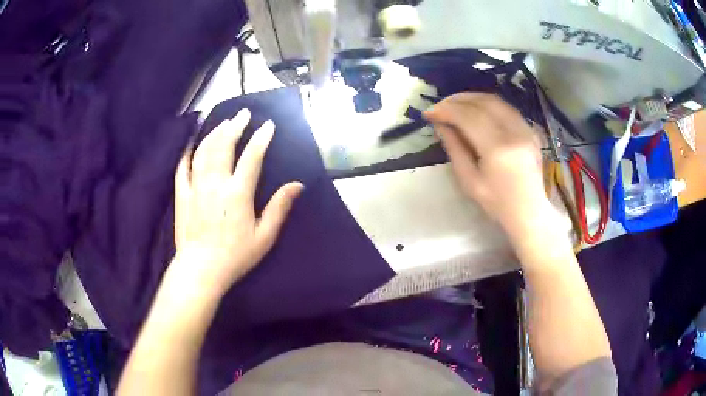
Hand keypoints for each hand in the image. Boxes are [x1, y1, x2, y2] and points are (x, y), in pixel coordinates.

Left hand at [172, 109, 303, 298]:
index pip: (252, 157)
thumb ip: (279, 208)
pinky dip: (187, 152)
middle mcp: (216, 183)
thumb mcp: (264, 237)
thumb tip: (297, 185)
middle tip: (243, 113)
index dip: (261, 138)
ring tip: (222, 123)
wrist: (201, 270)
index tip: (269, 125)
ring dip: (214, 133)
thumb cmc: (236, 255)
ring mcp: (196, 187)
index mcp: (237, 193)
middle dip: (235, 126)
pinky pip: (183, 167)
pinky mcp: (182, 195)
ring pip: (204, 151)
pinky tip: (192, 143)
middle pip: (224, 146)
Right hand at [425, 93, 550, 237]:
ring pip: (496, 101)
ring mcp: (526, 129)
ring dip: (472, 99)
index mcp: (498, 149)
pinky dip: (487, 105)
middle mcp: (515, 133)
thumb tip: (440, 124)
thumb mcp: (469, 182)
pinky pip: (506, 108)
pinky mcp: (531, 130)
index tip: (429, 113)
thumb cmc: (498, 204)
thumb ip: (454, 149)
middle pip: (483, 102)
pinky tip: (476, 112)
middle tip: (440, 106)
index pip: (469, 117)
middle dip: (458, 100)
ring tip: (455, 106)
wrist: (530, 212)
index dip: (446, 110)